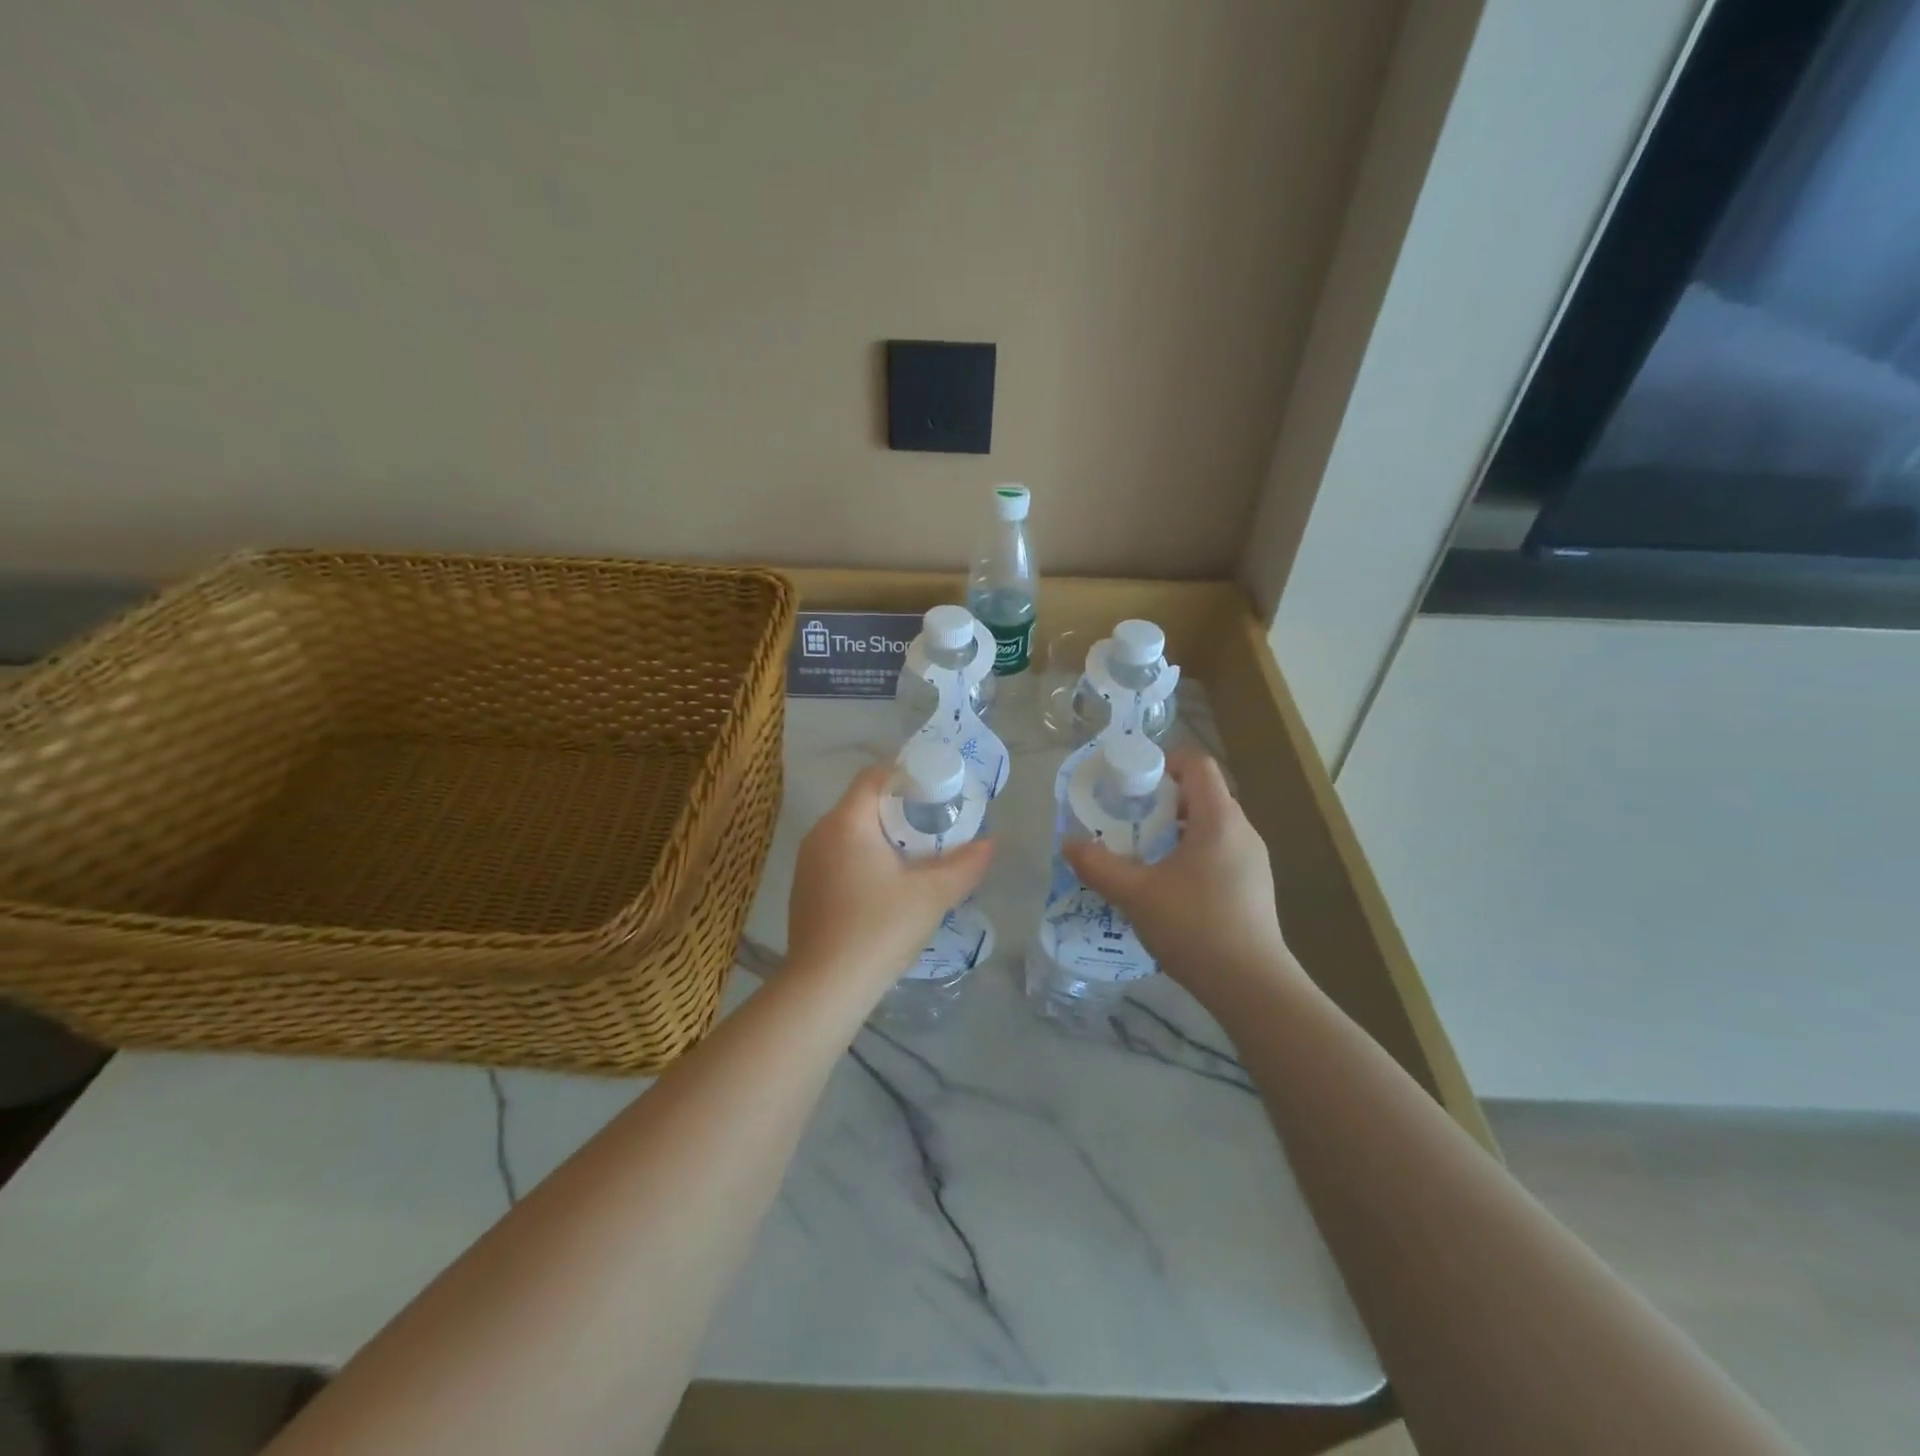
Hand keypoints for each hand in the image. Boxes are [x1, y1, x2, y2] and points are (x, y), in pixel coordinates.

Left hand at [785, 763, 993, 992]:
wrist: (824, 989)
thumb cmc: (879, 929)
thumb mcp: (931, 895)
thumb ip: (964, 865)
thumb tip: (990, 843)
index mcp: (847, 822)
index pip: (876, 776)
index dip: (909, 776)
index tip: (939, 793)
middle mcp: (820, 833)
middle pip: (864, 804)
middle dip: (902, 810)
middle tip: (936, 827)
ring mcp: (807, 864)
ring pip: (851, 833)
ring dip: (884, 838)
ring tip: (917, 858)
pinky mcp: (804, 891)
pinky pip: (839, 858)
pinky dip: (865, 860)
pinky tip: (887, 889)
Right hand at [1063, 748, 1301, 1010]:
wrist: (1252, 987)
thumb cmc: (1194, 927)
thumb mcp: (1135, 894)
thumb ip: (1098, 866)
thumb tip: (1068, 844)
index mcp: (1218, 819)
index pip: (1198, 764)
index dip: (1164, 762)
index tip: (1133, 783)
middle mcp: (1242, 831)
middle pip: (1203, 794)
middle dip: (1162, 800)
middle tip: (1128, 819)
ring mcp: (1253, 860)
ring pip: (1211, 825)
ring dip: (1176, 829)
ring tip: (1143, 853)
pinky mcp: (1255, 886)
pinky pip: (1220, 851)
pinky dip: (1192, 853)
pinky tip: (1169, 886)